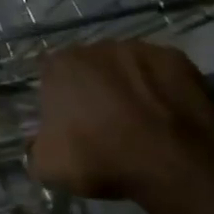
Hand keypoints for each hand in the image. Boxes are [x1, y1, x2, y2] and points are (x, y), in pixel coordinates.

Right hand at [29, 41, 213, 204]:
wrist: (174, 164)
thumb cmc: (102, 159)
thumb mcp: (49, 166)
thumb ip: (36, 147)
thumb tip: (38, 143)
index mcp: (61, 66)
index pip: (50, 76)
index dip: (58, 100)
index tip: (69, 124)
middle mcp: (98, 47)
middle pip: (90, 67)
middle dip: (94, 89)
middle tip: (104, 124)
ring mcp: (141, 49)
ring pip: (127, 67)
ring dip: (128, 86)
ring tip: (141, 122)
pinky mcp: (178, 59)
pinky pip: (161, 73)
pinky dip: (161, 89)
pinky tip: (166, 116)